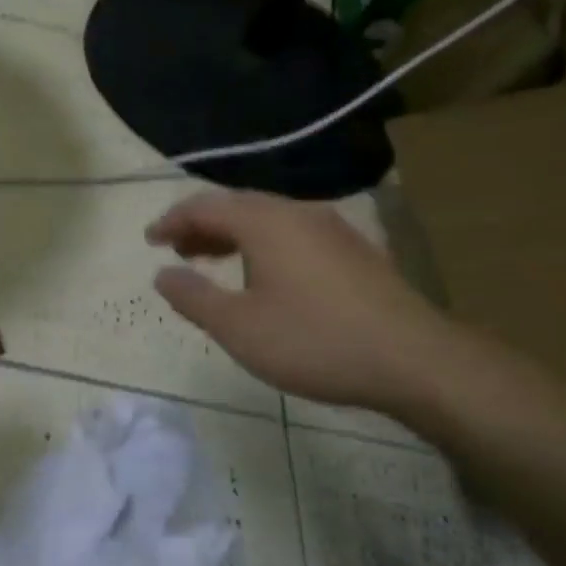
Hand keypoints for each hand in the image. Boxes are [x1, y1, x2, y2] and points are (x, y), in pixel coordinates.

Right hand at [147, 191, 462, 413]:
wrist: (414, 360)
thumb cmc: (314, 341)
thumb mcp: (239, 327)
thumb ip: (194, 298)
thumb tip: (163, 275)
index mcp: (265, 222)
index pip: (204, 205)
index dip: (172, 220)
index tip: (150, 240)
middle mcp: (297, 212)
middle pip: (237, 206)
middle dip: (201, 225)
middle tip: (177, 251)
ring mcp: (331, 229)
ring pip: (267, 219)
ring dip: (232, 235)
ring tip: (211, 261)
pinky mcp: (354, 251)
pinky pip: (292, 233)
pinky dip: (262, 245)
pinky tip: (264, 276)